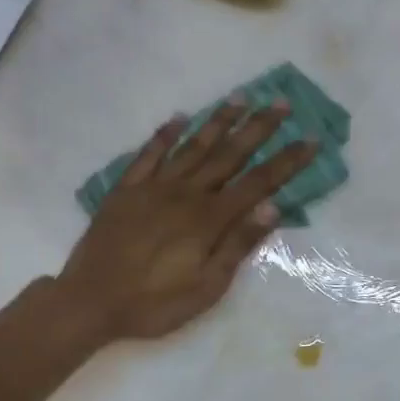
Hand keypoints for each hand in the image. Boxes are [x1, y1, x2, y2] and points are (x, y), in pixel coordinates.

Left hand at [57, 101, 317, 342]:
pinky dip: (164, 135)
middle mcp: (186, 193)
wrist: (88, 302)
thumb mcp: (207, 287)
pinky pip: (148, 154)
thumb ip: (238, 245)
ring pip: (193, 146)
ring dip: (218, 121)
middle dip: (258, 127)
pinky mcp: (126, 190)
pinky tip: (178, 118)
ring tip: (239, 97)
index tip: (310, 139)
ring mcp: (153, 188)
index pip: (258, 183)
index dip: (287, 161)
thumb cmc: (154, 303)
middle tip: (280, 102)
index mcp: (209, 219)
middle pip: (229, 154)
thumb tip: (272, 207)